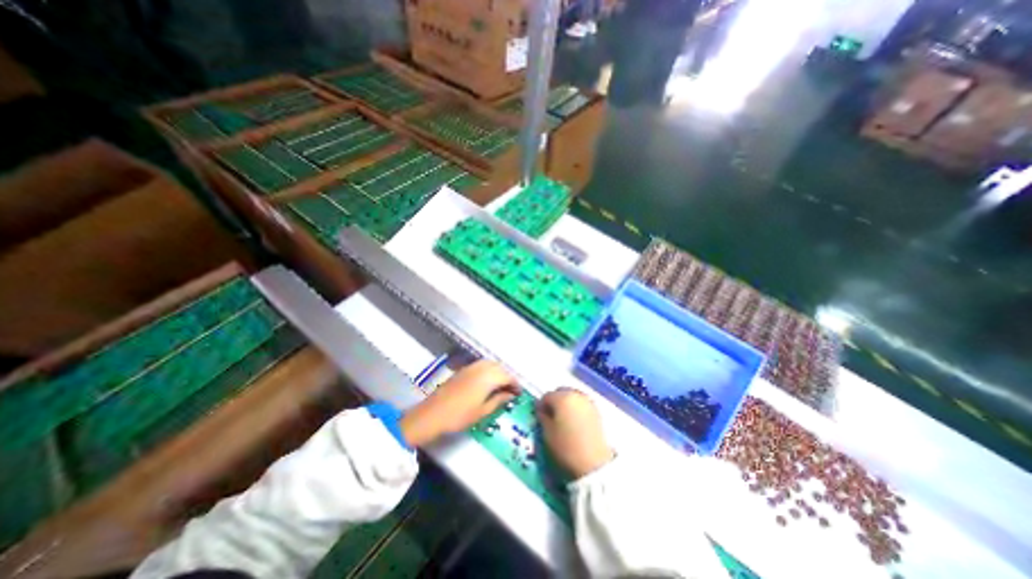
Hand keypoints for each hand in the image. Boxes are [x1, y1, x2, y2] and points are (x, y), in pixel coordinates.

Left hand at [401, 363, 521, 448]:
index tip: (519, 393)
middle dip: (507, 377)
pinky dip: (488, 370)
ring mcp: (471, 367)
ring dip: (498, 372)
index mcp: (488, 378)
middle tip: (510, 390)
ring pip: (490, 364)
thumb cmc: (460, 416)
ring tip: (500, 386)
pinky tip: (487, 382)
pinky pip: (481, 365)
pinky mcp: (463, 369)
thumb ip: (499, 400)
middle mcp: (481, 368)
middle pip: (500, 367)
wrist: (432, 414)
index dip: (515, 384)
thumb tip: (510, 395)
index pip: (508, 376)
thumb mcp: (483, 411)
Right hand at [542, 389, 610, 477]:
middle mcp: (575, 394)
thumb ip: (542, 417)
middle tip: (551, 417)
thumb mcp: (547, 433)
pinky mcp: (596, 411)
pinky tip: (574, 422)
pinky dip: (576, 409)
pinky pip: (582, 404)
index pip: (546, 396)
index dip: (541, 406)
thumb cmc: (566, 447)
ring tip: (563, 420)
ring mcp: (588, 401)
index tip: (539, 417)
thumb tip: (542, 410)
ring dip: (566, 404)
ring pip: (572, 396)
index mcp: (561, 397)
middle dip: (554, 401)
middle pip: (561, 392)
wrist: (594, 464)